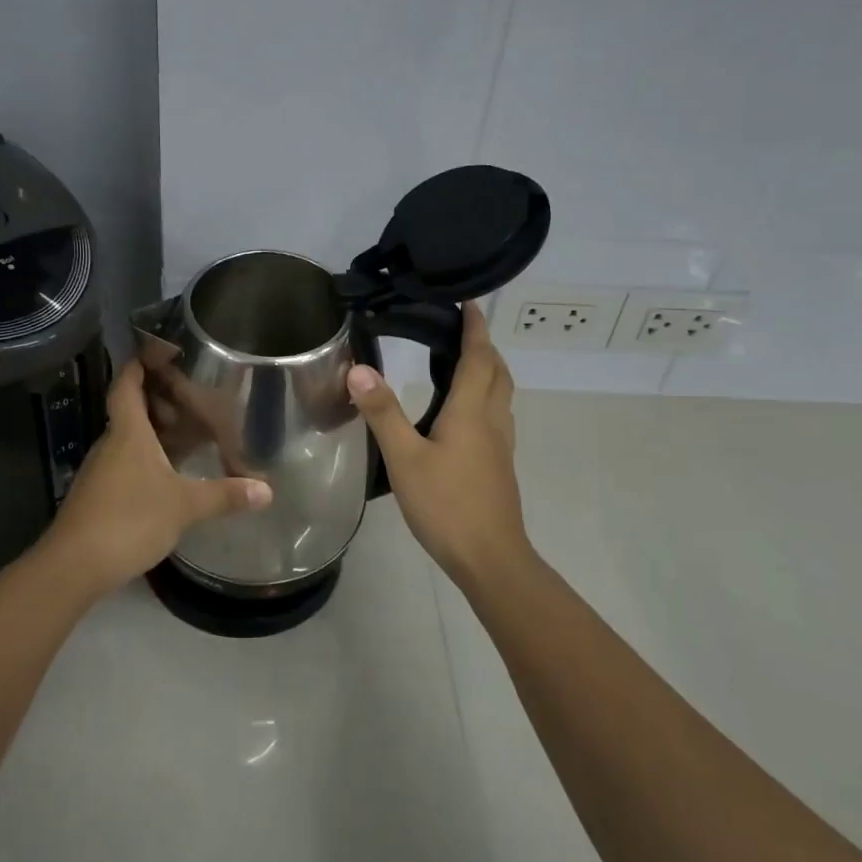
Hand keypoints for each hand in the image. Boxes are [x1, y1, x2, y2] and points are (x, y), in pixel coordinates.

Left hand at [38, 360, 272, 599]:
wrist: (74, 565)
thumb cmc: (130, 519)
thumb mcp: (185, 506)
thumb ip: (225, 495)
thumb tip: (267, 490)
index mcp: (129, 433)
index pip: (127, 386)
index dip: (138, 365)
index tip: (156, 352)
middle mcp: (111, 444)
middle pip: (130, 412)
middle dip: (157, 403)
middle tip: (190, 402)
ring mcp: (100, 471)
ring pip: (127, 440)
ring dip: (153, 435)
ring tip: (186, 439)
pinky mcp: (97, 496)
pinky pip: (123, 465)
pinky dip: (145, 461)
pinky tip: (166, 478)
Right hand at [347, 304, 533, 588]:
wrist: (490, 557)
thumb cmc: (447, 505)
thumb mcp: (405, 459)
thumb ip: (383, 413)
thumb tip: (359, 369)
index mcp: (472, 412)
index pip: (479, 357)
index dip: (475, 328)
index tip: (468, 303)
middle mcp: (492, 421)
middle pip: (498, 372)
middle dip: (484, 347)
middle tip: (461, 331)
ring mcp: (500, 445)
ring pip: (501, 395)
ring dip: (488, 372)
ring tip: (462, 364)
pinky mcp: (499, 466)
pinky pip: (496, 417)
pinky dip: (485, 398)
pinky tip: (463, 416)